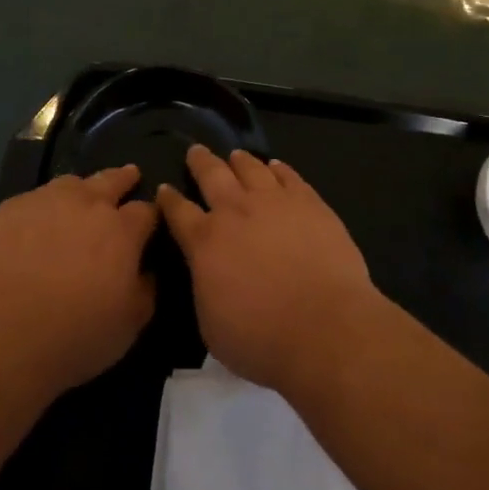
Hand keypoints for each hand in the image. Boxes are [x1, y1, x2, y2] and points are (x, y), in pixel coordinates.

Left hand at [0, 166, 158, 400]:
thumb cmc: (73, 338)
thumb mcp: (129, 325)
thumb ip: (146, 289)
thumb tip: (148, 270)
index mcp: (121, 230)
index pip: (146, 210)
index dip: (151, 215)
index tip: (151, 221)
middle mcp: (86, 204)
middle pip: (111, 180)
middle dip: (124, 178)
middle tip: (129, 175)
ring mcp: (43, 202)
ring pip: (70, 183)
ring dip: (82, 189)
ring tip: (81, 197)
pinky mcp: (7, 211)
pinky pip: (33, 199)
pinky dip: (43, 207)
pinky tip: (36, 225)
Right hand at [157, 147, 380, 394]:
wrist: (324, 327)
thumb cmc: (261, 339)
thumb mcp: (211, 325)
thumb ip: (204, 287)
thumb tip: (206, 270)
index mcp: (205, 241)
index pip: (178, 211)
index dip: (168, 199)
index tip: (164, 188)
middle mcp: (236, 211)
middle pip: (212, 175)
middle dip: (200, 162)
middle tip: (195, 151)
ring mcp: (275, 202)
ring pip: (251, 168)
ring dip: (239, 160)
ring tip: (236, 155)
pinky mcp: (310, 202)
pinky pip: (289, 176)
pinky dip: (278, 168)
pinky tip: (276, 166)